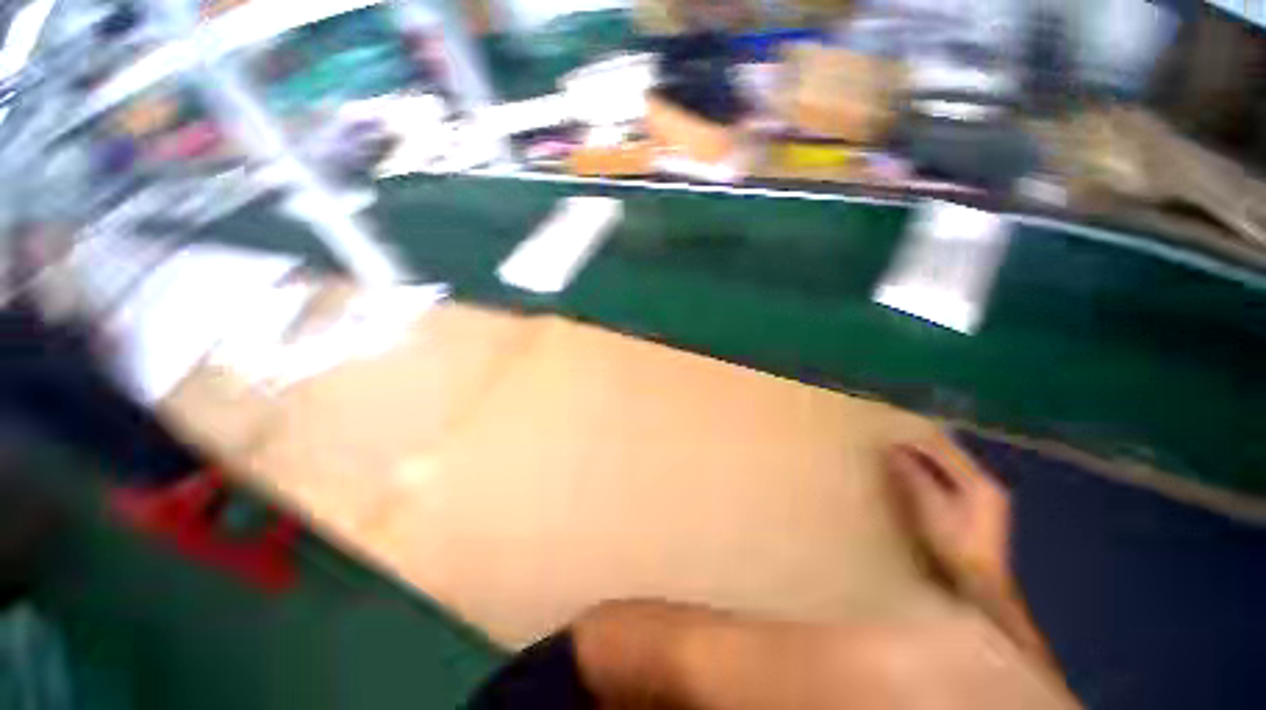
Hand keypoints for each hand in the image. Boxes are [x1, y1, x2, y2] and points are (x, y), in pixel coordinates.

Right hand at [886, 435, 1057, 665]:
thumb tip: (892, 451)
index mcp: (979, 481)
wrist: (980, 586)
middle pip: (950, 456)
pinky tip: (916, 478)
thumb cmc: (955, 545)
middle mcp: (986, 484)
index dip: (917, 440)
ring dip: (926, 461)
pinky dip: (932, 475)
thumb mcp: (931, 508)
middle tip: (891, 444)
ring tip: (898, 457)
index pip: (945, 448)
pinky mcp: (979, 510)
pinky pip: (951, 481)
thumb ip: (913, 477)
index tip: (890, 435)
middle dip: (921, 448)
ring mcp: (986, 498)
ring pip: (951, 468)